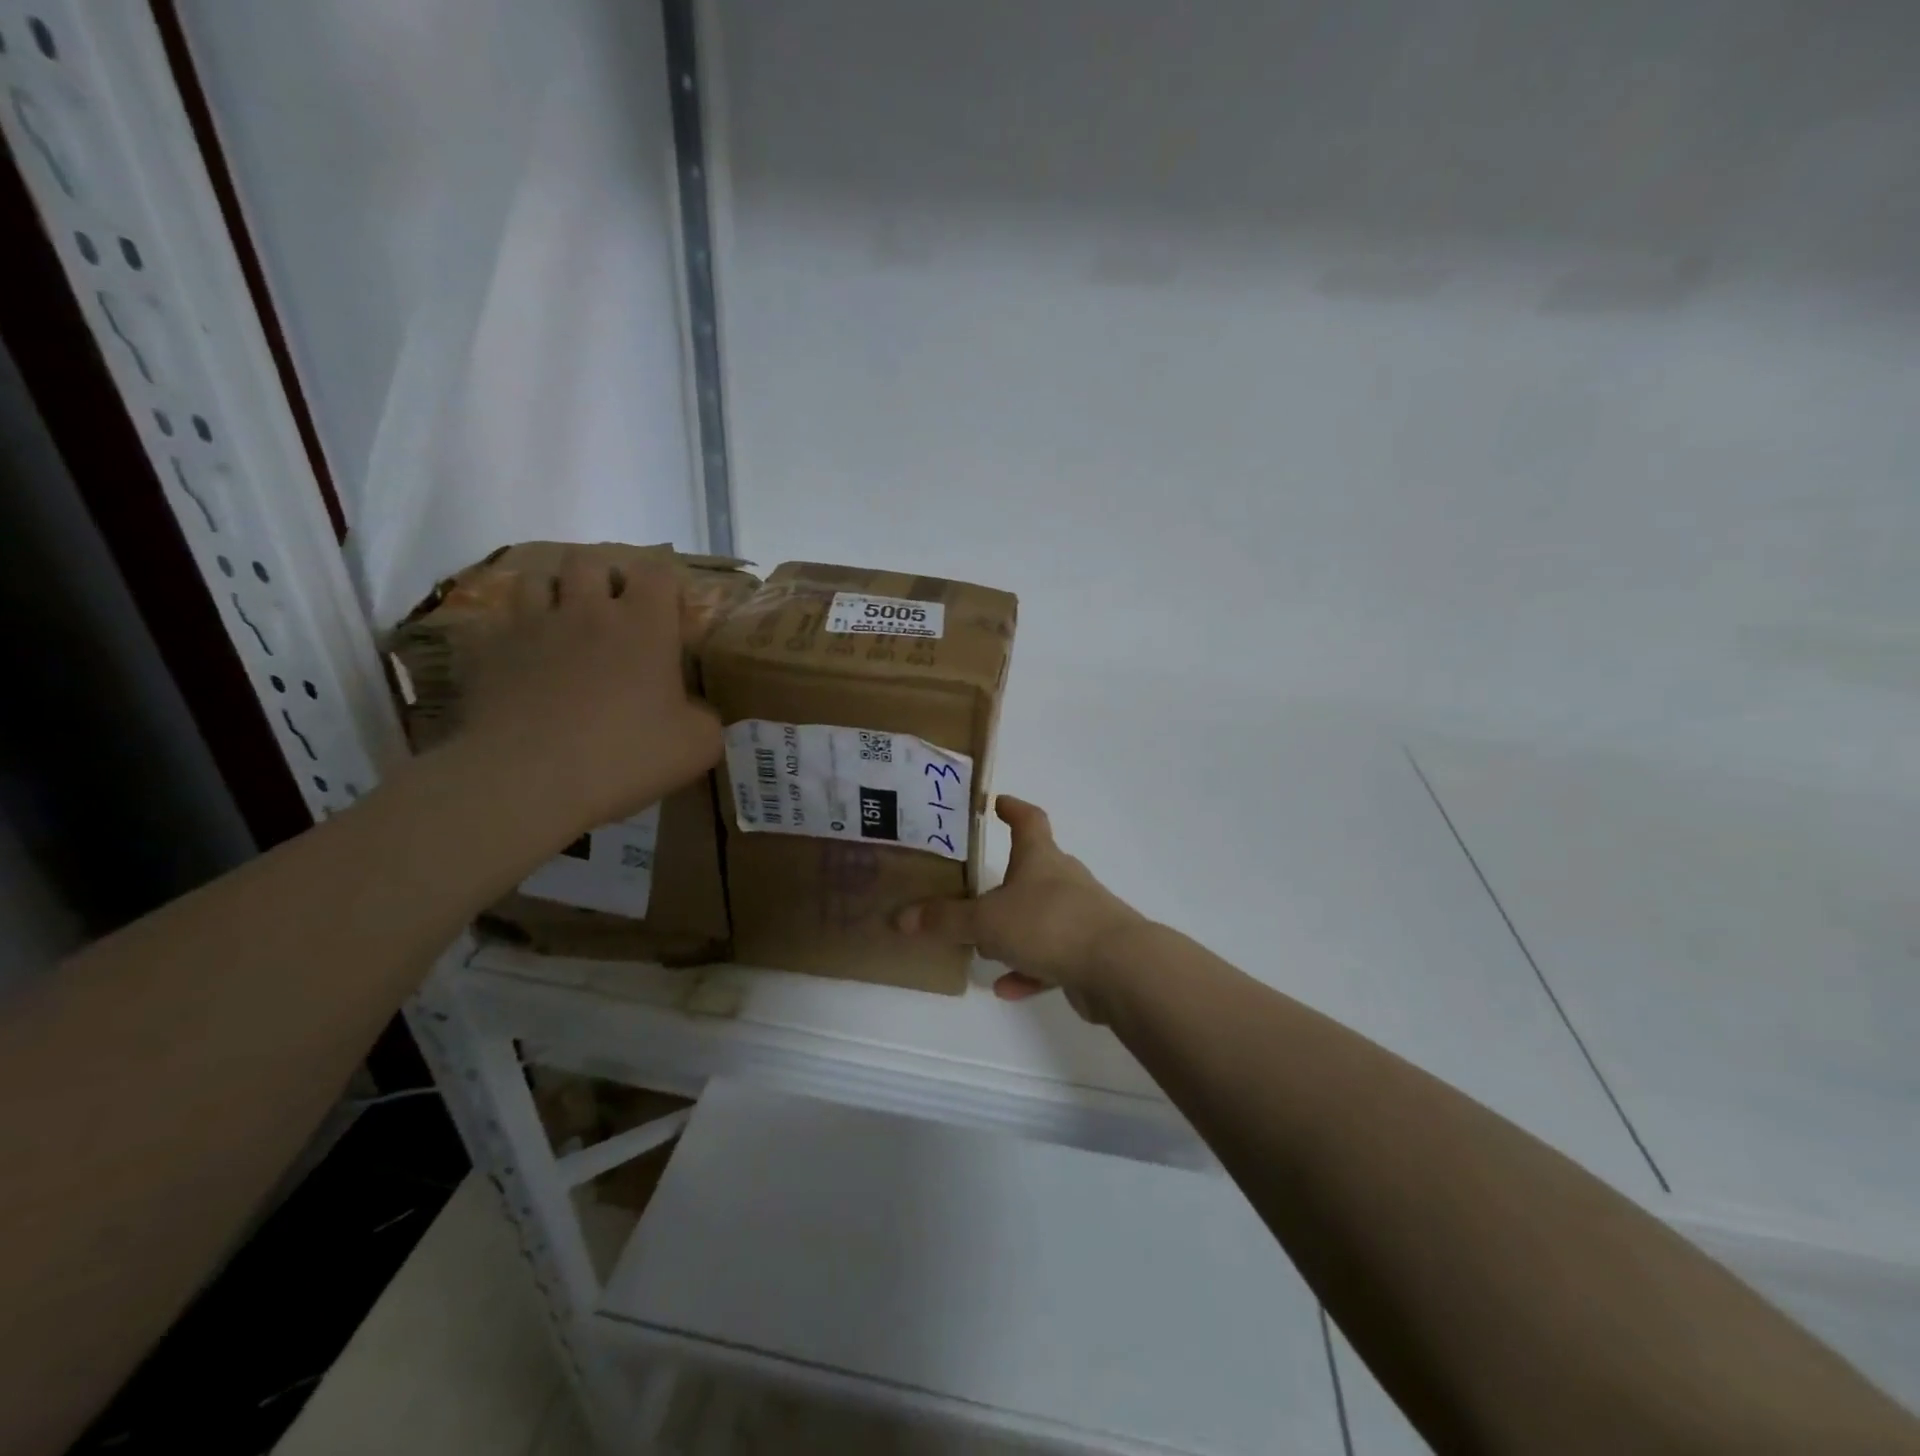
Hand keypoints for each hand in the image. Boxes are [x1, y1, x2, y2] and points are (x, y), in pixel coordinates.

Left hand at [454, 551, 721, 830]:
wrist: (529, 779)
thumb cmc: (626, 755)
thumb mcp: (698, 746)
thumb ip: (705, 718)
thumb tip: (695, 712)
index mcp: (644, 625)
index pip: (658, 572)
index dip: (664, 584)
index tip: (668, 611)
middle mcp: (587, 611)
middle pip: (590, 561)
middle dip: (603, 577)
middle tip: (613, 613)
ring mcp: (531, 627)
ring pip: (536, 580)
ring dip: (553, 595)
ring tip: (563, 627)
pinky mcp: (486, 652)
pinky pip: (496, 626)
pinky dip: (511, 637)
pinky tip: (520, 665)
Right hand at [895, 796, 1145, 1019]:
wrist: (1117, 967)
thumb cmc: (1048, 924)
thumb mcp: (987, 921)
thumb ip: (946, 921)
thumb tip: (900, 918)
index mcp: (1041, 859)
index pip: (1029, 820)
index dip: (1012, 809)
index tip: (995, 803)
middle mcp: (1063, 881)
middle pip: (1034, 871)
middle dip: (1006, 880)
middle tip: (975, 890)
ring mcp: (1080, 917)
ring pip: (1040, 918)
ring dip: (1014, 931)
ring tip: (984, 948)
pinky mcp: (1088, 954)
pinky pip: (1051, 959)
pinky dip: (1029, 970)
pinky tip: (1007, 988)